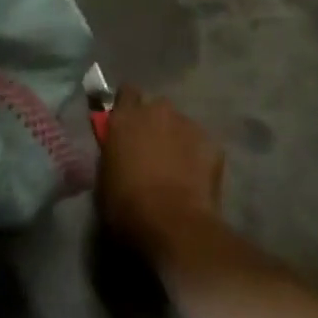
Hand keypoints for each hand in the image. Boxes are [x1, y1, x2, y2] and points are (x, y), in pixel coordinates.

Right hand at [97, 86, 225, 259]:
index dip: (128, 106)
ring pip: (181, 125)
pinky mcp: (212, 143)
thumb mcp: (105, 178)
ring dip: (177, 139)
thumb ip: (113, 153)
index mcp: (125, 117)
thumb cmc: (127, 206)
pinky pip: (201, 145)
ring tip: (177, 169)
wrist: (174, 225)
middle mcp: (156, 111)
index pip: (126, 92)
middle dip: (154, 123)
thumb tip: (120, 152)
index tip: (127, 122)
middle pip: (156, 107)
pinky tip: (195, 181)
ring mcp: (187, 124)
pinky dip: (198, 157)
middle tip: (152, 150)